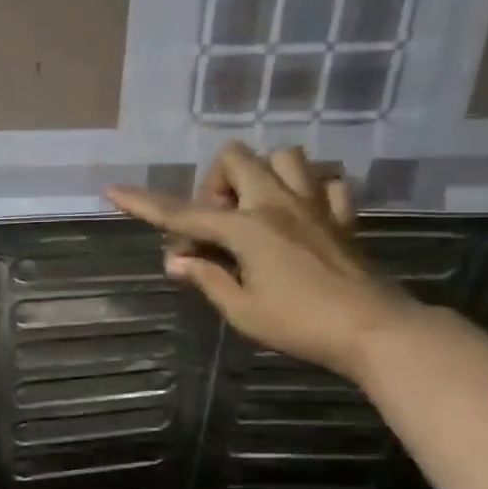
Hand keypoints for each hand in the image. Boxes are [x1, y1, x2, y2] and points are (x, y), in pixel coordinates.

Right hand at [105, 143, 415, 379]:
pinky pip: (326, 184)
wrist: (374, 329)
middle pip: (237, 159)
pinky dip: (308, 191)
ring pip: (285, 158)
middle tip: (216, 227)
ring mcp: (315, 206)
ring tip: (254, 213)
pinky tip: (299, 217)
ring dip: (261, 176)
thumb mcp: (242, 310)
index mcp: (247, 228)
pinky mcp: (341, 218)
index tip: (113, 191)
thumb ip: (207, 278)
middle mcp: (278, 204)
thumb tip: (176, 260)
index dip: (144, 204)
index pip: (183, 213)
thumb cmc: (300, 324)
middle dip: (215, 185)